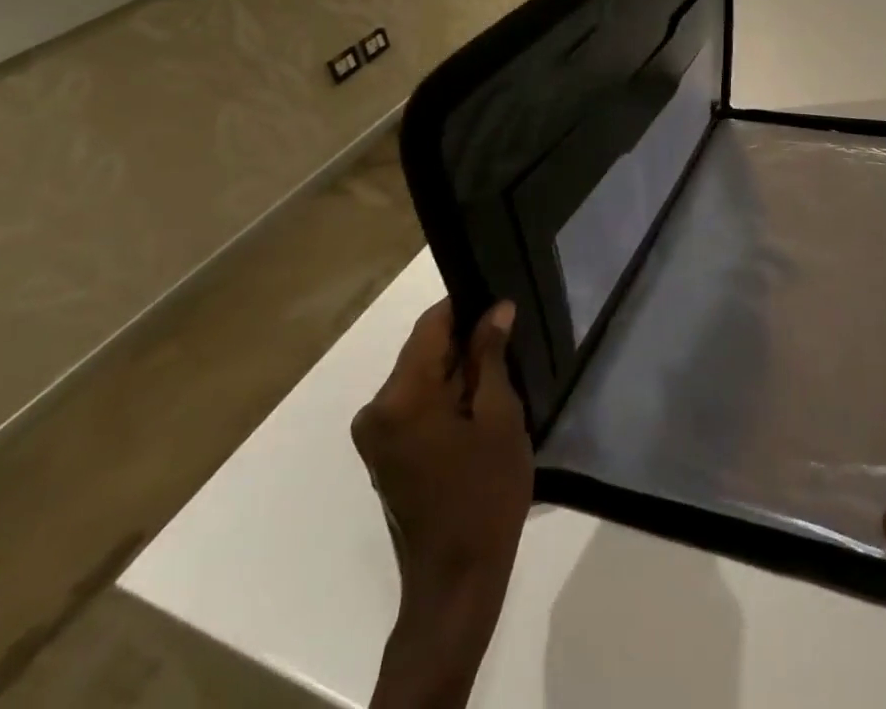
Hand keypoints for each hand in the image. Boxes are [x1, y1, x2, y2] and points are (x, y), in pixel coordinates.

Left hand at [351, 298, 531, 708]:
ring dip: (457, 370)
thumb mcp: (499, 418)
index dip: (467, 306)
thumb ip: (492, 356)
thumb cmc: (485, 495)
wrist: (456, 584)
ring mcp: (376, 434)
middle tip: (509, 338)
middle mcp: (376, 409)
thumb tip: (496, 309)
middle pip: (424, 350)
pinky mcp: (384, 453)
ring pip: (421, 376)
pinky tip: (479, 403)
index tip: (501, 301)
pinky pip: (415, 403)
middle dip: (465, 341)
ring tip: (501, 369)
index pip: (431, 325)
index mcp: (400, 397)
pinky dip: (445, 396)